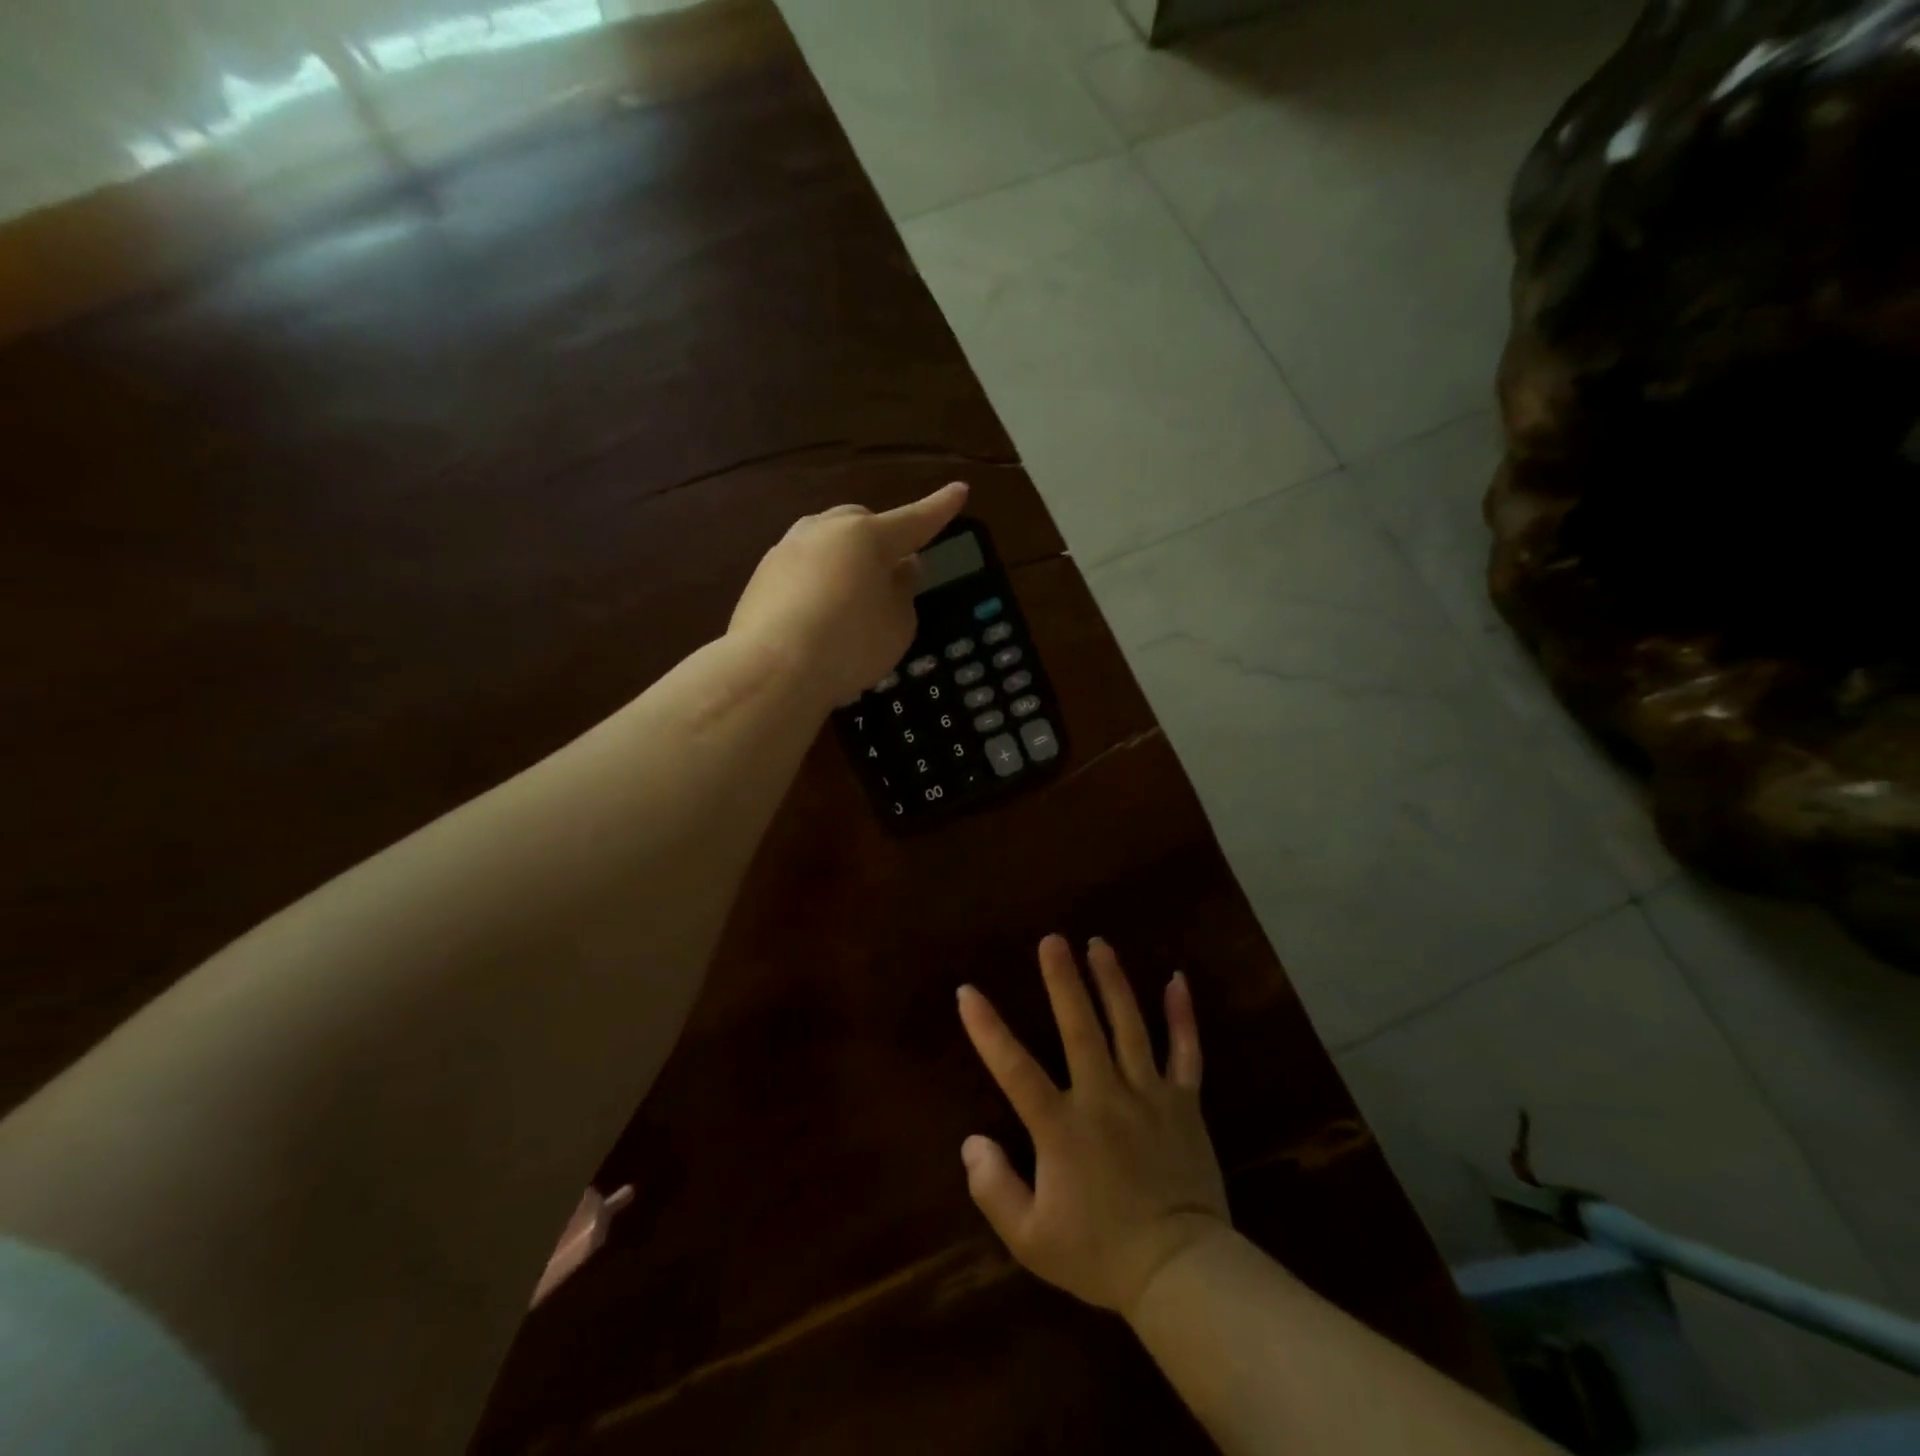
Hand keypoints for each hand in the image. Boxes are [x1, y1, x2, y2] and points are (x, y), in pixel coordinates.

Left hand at [728, 481, 968, 706]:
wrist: (771, 670)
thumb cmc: (850, 645)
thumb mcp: (898, 625)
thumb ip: (904, 591)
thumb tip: (900, 568)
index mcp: (868, 536)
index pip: (915, 520)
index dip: (940, 508)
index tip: (960, 490)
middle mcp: (826, 530)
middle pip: (862, 523)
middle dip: (880, 539)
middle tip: (891, 570)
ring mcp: (788, 548)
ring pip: (827, 541)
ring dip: (845, 559)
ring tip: (850, 596)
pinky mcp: (761, 574)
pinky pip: (802, 567)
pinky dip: (816, 581)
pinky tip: (816, 614)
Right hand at [957, 935, 1229, 1318]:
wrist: (1181, 1273)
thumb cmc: (1100, 1254)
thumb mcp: (1031, 1240)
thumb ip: (994, 1189)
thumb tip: (971, 1141)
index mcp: (1063, 1128)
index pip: (1016, 1070)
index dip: (988, 1030)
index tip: (967, 991)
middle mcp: (1105, 1098)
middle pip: (1081, 1029)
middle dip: (1064, 981)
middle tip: (1053, 939)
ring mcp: (1149, 1095)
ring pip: (1130, 1027)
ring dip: (1113, 982)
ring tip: (1099, 944)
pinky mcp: (1184, 1103)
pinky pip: (1186, 1052)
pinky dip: (1182, 1015)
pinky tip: (1177, 979)